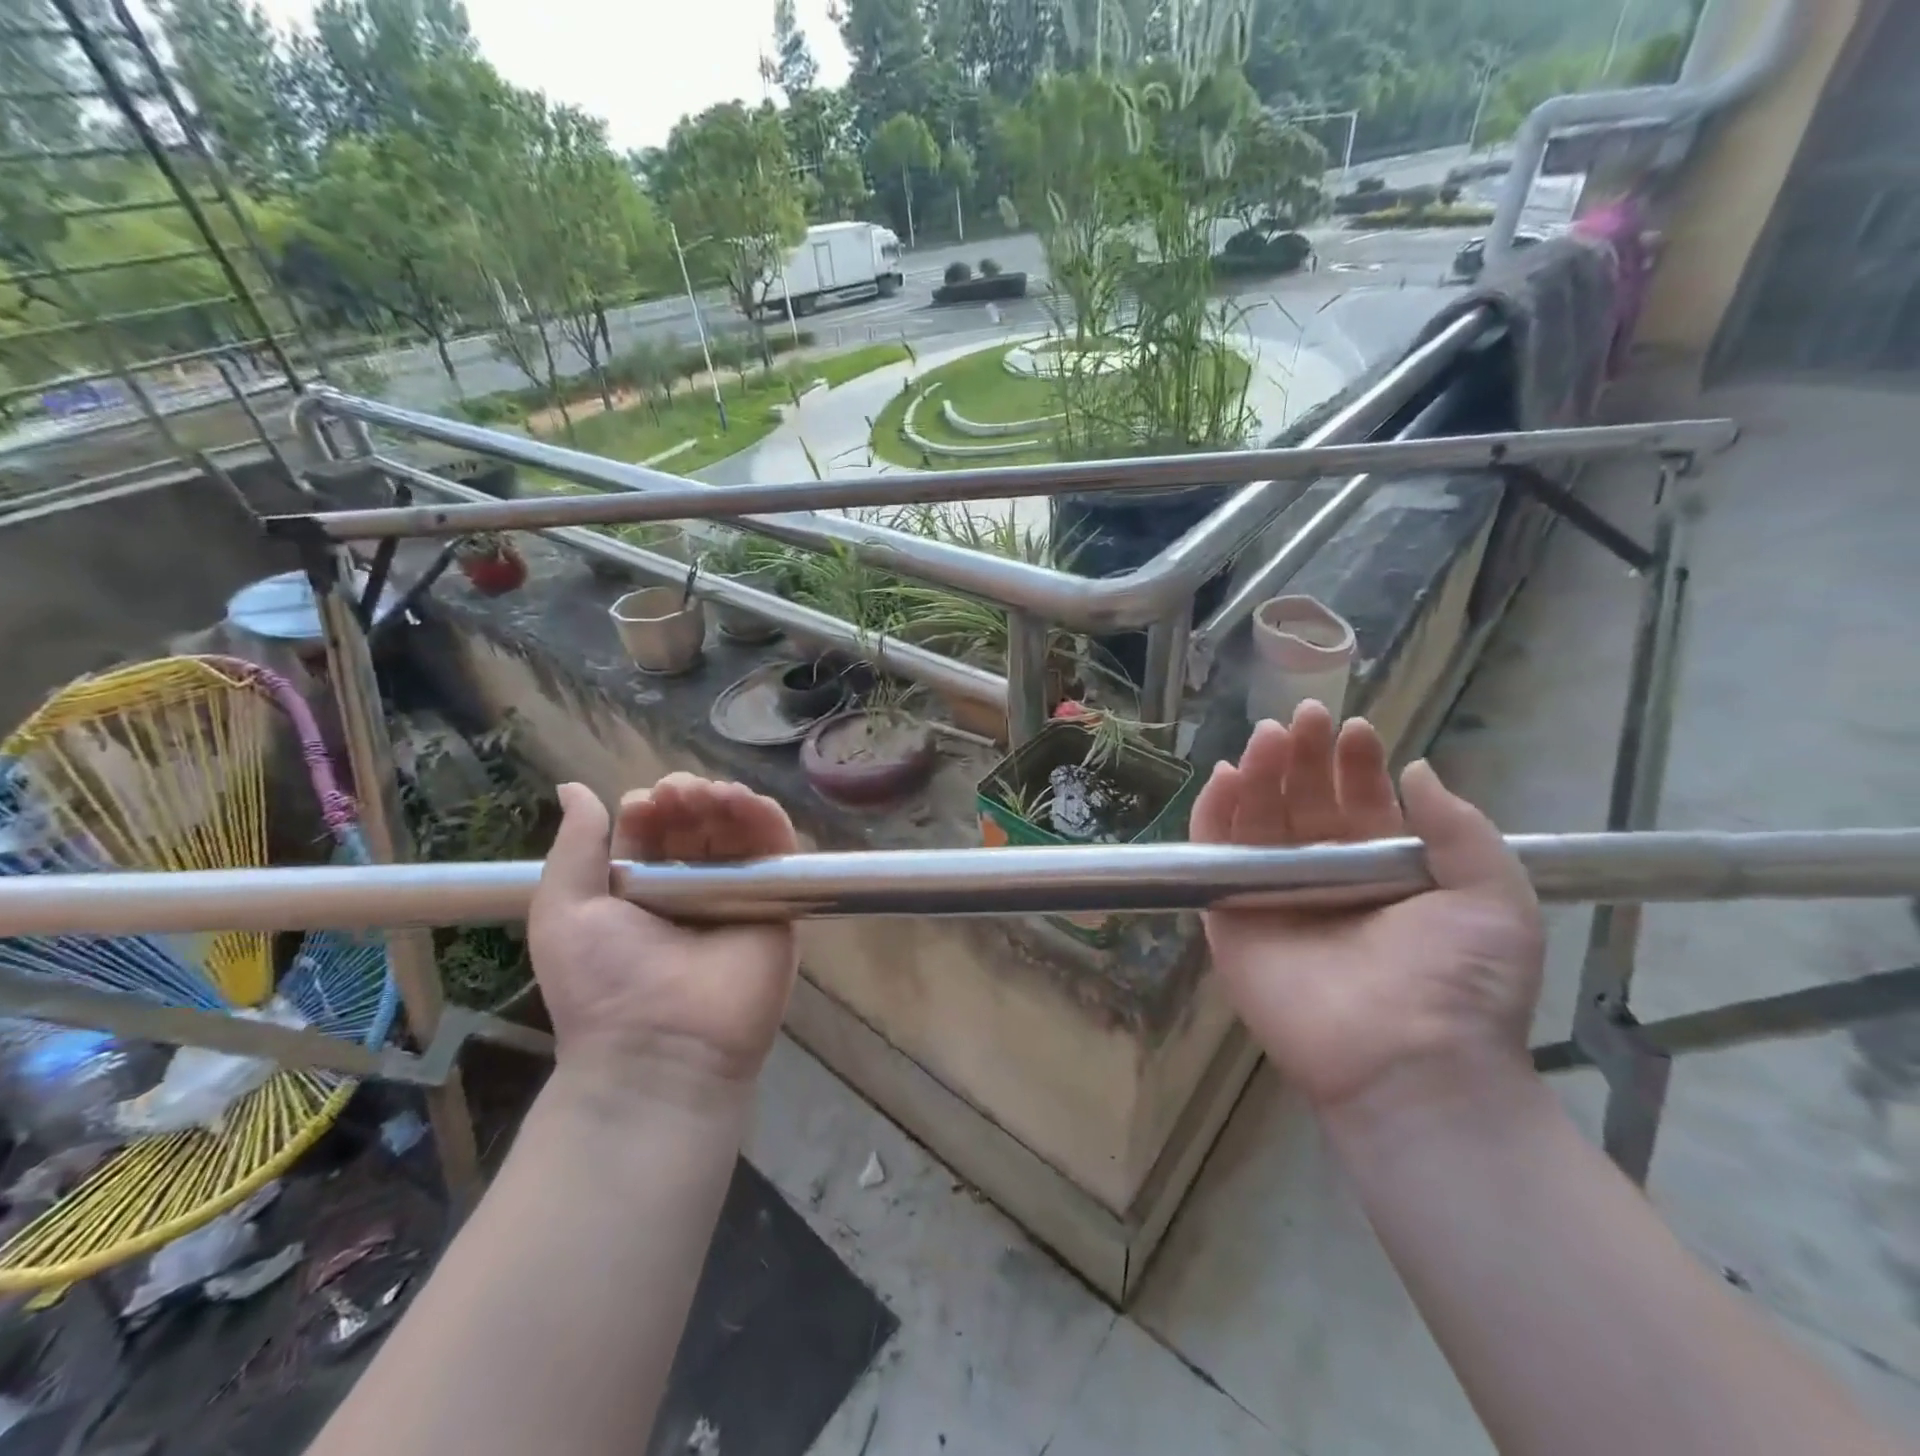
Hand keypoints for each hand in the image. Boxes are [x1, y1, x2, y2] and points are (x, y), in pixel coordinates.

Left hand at [528, 774, 799, 1102]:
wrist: (661, 1049)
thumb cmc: (603, 983)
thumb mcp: (565, 911)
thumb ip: (575, 845)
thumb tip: (572, 787)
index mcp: (641, 889)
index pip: (654, 829)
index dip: (652, 806)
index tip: (646, 804)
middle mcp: (691, 888)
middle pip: (699, 823)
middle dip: (689, 797)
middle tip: (681, 795)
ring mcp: (737, 895)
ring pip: (740, 830)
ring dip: (727, 800)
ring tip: (712, 795)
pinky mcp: (777, 904)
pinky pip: (778, 851)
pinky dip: (766, 818)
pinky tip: (746, 803)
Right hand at [1190, 702, 1544, 1117]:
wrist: (1407, 1059)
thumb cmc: (1461, 982)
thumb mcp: (1494, 897)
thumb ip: (1460, 830)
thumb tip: (1419, 770)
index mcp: (1380, 871)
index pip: (1359, 801)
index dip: (1355, 763)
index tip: (1356, 730)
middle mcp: (1323, 876)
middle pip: (1302, 801)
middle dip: (1304, 756)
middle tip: (1304, 717)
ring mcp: (1273, 894)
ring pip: (1256, 819)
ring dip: (1258, 773)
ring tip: (1267, 737)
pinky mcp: (1231, 915)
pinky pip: (1215, 855)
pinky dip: (1213, 814)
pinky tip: (1225, 776)